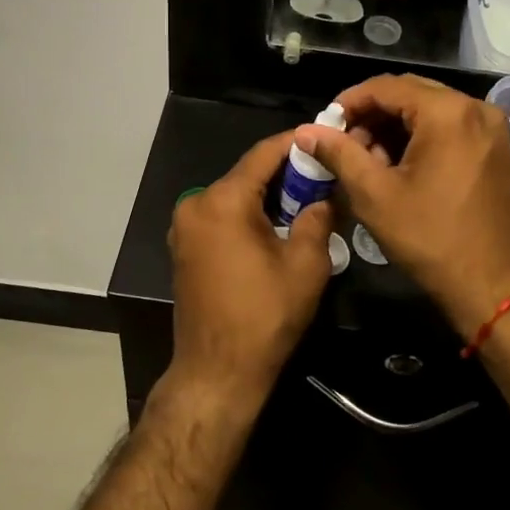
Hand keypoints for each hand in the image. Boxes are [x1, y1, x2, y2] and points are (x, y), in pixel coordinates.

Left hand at [166, 130, 337, 407]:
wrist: (217, 372)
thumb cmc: (264, 317)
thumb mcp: (306, 265)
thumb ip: (317, 218)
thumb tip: (324, 195)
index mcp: (222, 201)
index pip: (264, 154)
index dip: (296, 143)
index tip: (325, 137)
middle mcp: (196, 204)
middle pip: (247, 174)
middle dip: (286, 173)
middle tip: (324, 174)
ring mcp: (184, 227)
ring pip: (234, 196)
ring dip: (268, 196)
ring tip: (308, 199)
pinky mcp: (184, 248)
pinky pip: (221, 217)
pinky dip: (248, 214)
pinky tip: (277, 225)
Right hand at [295, 75, 509, 336]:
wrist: (497, 287)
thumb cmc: (432, 239)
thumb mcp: (375, 195)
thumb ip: (339, 154)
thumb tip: (306, 131)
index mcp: (448, 112)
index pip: (386, 86)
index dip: (349, 102)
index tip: (324, 126)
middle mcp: (475, 109)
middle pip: (410, 94)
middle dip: (372, 116)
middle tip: (343, 145)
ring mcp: (491, 129)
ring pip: (429, 111)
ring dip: (394, 128)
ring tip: (367, 162)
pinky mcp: (496, 150)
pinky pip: (449, 128)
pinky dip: (420, 139)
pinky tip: (398, 168)